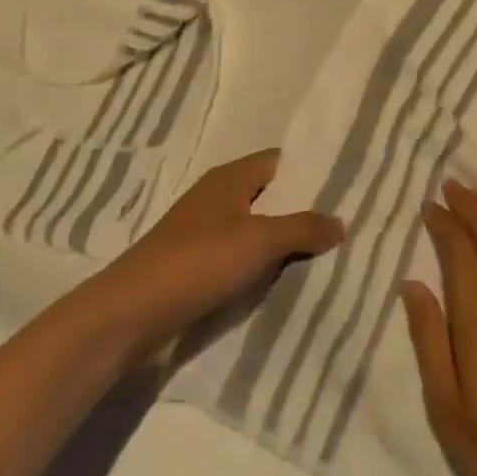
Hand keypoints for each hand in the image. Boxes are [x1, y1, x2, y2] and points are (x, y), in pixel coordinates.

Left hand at [92, 149, 344, 360]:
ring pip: (255, 228)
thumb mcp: (259, 241)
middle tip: (344, 225)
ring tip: (325, 255)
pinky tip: (282, 281)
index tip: (347, 187)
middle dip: (302, 210)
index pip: (280, 162)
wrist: (130, 313)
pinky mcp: (194, 264)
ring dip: (282, 241)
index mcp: (231, 177)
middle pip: (269, 196)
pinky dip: (260, 264)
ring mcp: (203, 230)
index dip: (311, 172)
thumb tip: (341, 221)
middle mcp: (217, 196)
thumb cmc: (197, 262)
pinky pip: (238, 255)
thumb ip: (303, 228)